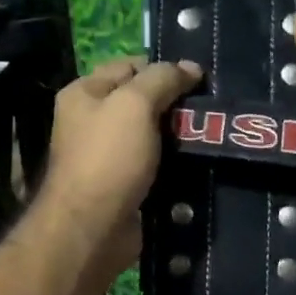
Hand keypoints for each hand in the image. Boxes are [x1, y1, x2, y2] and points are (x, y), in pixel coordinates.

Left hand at [40, 56, 201, 281]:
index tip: (199, 79)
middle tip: (210, 108)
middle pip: (141, 101)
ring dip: (178, 136)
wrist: (93, 228)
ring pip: (152, 136)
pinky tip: (198, 163)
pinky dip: (174, 164)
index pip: (129, 66)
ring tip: (211, 135)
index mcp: (84, 93)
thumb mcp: (135, 105)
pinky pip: (155, 166)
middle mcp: (92, 122)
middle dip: (174, 103)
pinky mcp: (124, 185)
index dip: (163, 68)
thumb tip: (191, 67)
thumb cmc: (108, 158)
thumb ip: (163, 79)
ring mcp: (108, 156)